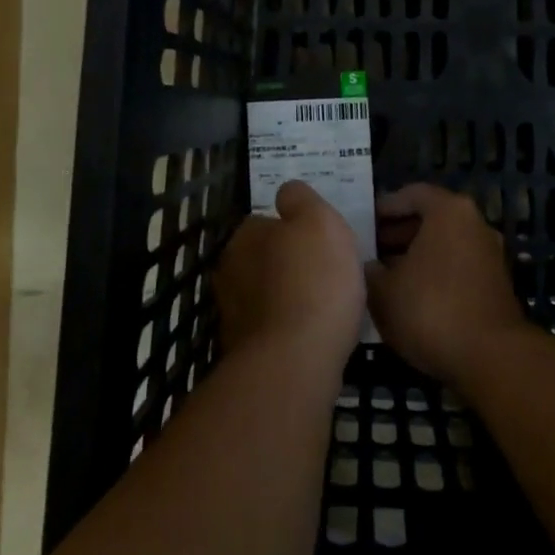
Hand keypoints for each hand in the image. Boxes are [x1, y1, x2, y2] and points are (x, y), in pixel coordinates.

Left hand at [216, 181, 364, 372]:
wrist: (294, 362)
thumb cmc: (312, 280)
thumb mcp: (318, 220)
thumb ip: (301, 200)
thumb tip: (287, 192)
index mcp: (244, 236)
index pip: (265, 221)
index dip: (294, 228)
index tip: (319, 240)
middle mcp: (230, 271)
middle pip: (263, 258)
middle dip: (287, 263)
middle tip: (324, 271)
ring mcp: (233, 315)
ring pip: (266, 294)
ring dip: (288, 297)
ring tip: (324, 305)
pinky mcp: (245, 352)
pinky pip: (273, 329)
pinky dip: (289, 328)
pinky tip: (313, 334)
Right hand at [366, 184, 527, 389]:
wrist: (492, 359)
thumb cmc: (431, 310)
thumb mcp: (383, 291)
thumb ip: (370, 270)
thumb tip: (369, 266)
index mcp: (449, 211)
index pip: (411, 194)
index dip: (384, 207)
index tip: (363, 224)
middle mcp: (475, 224)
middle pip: (430, 218)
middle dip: (398, 233)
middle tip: (370, 250)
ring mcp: (490, 254)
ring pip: (445, 244)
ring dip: (416, 256)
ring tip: (386, 277)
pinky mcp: (497, 284)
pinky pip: (458, 267)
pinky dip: (436, 274)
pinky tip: (413, 298)